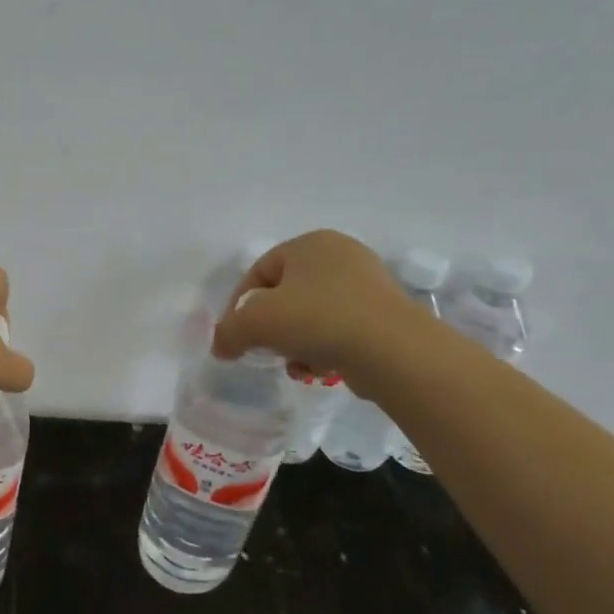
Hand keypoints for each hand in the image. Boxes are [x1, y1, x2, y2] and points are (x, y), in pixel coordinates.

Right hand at [210, 231, 426, 388]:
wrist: (392, 349)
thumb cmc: (316, 320)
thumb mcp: (254, 322)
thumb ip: (227, 332)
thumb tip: (221, 346)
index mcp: (309, 244)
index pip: (259, 271)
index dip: (239, 305)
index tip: (234, 335)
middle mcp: (340, 255)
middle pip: (285, 295)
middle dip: (270, 328)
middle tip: (264, 350)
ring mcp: (368, 284)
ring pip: (311, 316)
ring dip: (295, 343)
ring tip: (295, 365)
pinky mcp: (385, 314)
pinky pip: (339, 330)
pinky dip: (323, 349)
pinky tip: (320, 370)